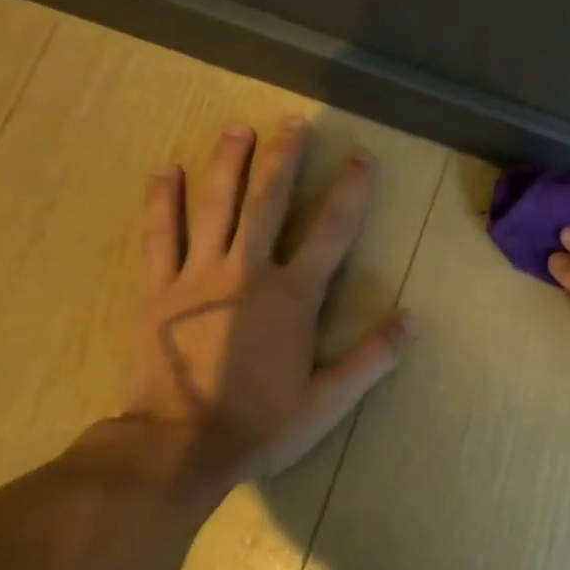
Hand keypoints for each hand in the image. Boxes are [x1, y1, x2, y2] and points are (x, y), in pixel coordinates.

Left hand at [120, 118, 414, 487]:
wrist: (178, 445)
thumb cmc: (260, 423)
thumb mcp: (329, 400)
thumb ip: (372, 357)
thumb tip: (412, 320)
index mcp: (293, 297)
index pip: (330, 232)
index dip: (350, 192)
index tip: (361, 158)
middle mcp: (248, 272)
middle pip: (268, 203)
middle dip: (284, 160)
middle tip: (294, 123)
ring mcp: (197, 276)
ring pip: (215, 206)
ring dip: (227, 164)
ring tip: (237, 128)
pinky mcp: (157, 290)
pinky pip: (159, 235)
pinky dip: (162, 201)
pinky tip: (164, 171)